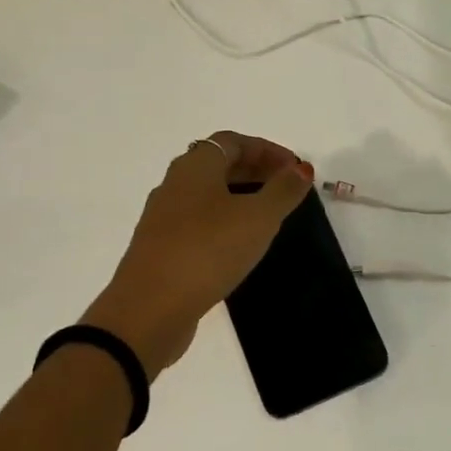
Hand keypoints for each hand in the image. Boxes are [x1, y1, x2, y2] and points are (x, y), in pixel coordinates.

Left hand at [84, 131, 312, 373]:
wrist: (150, 309)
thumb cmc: (208, 251)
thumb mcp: (258, 218)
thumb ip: (283, 190)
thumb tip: (301, 168)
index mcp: (195, 167)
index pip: (232, 142)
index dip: (267, 149)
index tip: (295, 169)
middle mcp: (174, 185)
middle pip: (217, 164)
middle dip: (254, 170)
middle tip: (286, 187)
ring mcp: (163, 218)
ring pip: (206, 194)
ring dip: (239, 196)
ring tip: (268, 215)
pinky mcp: (161, 248)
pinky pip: (198, 221)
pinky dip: (224, 221)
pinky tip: (239, 243)